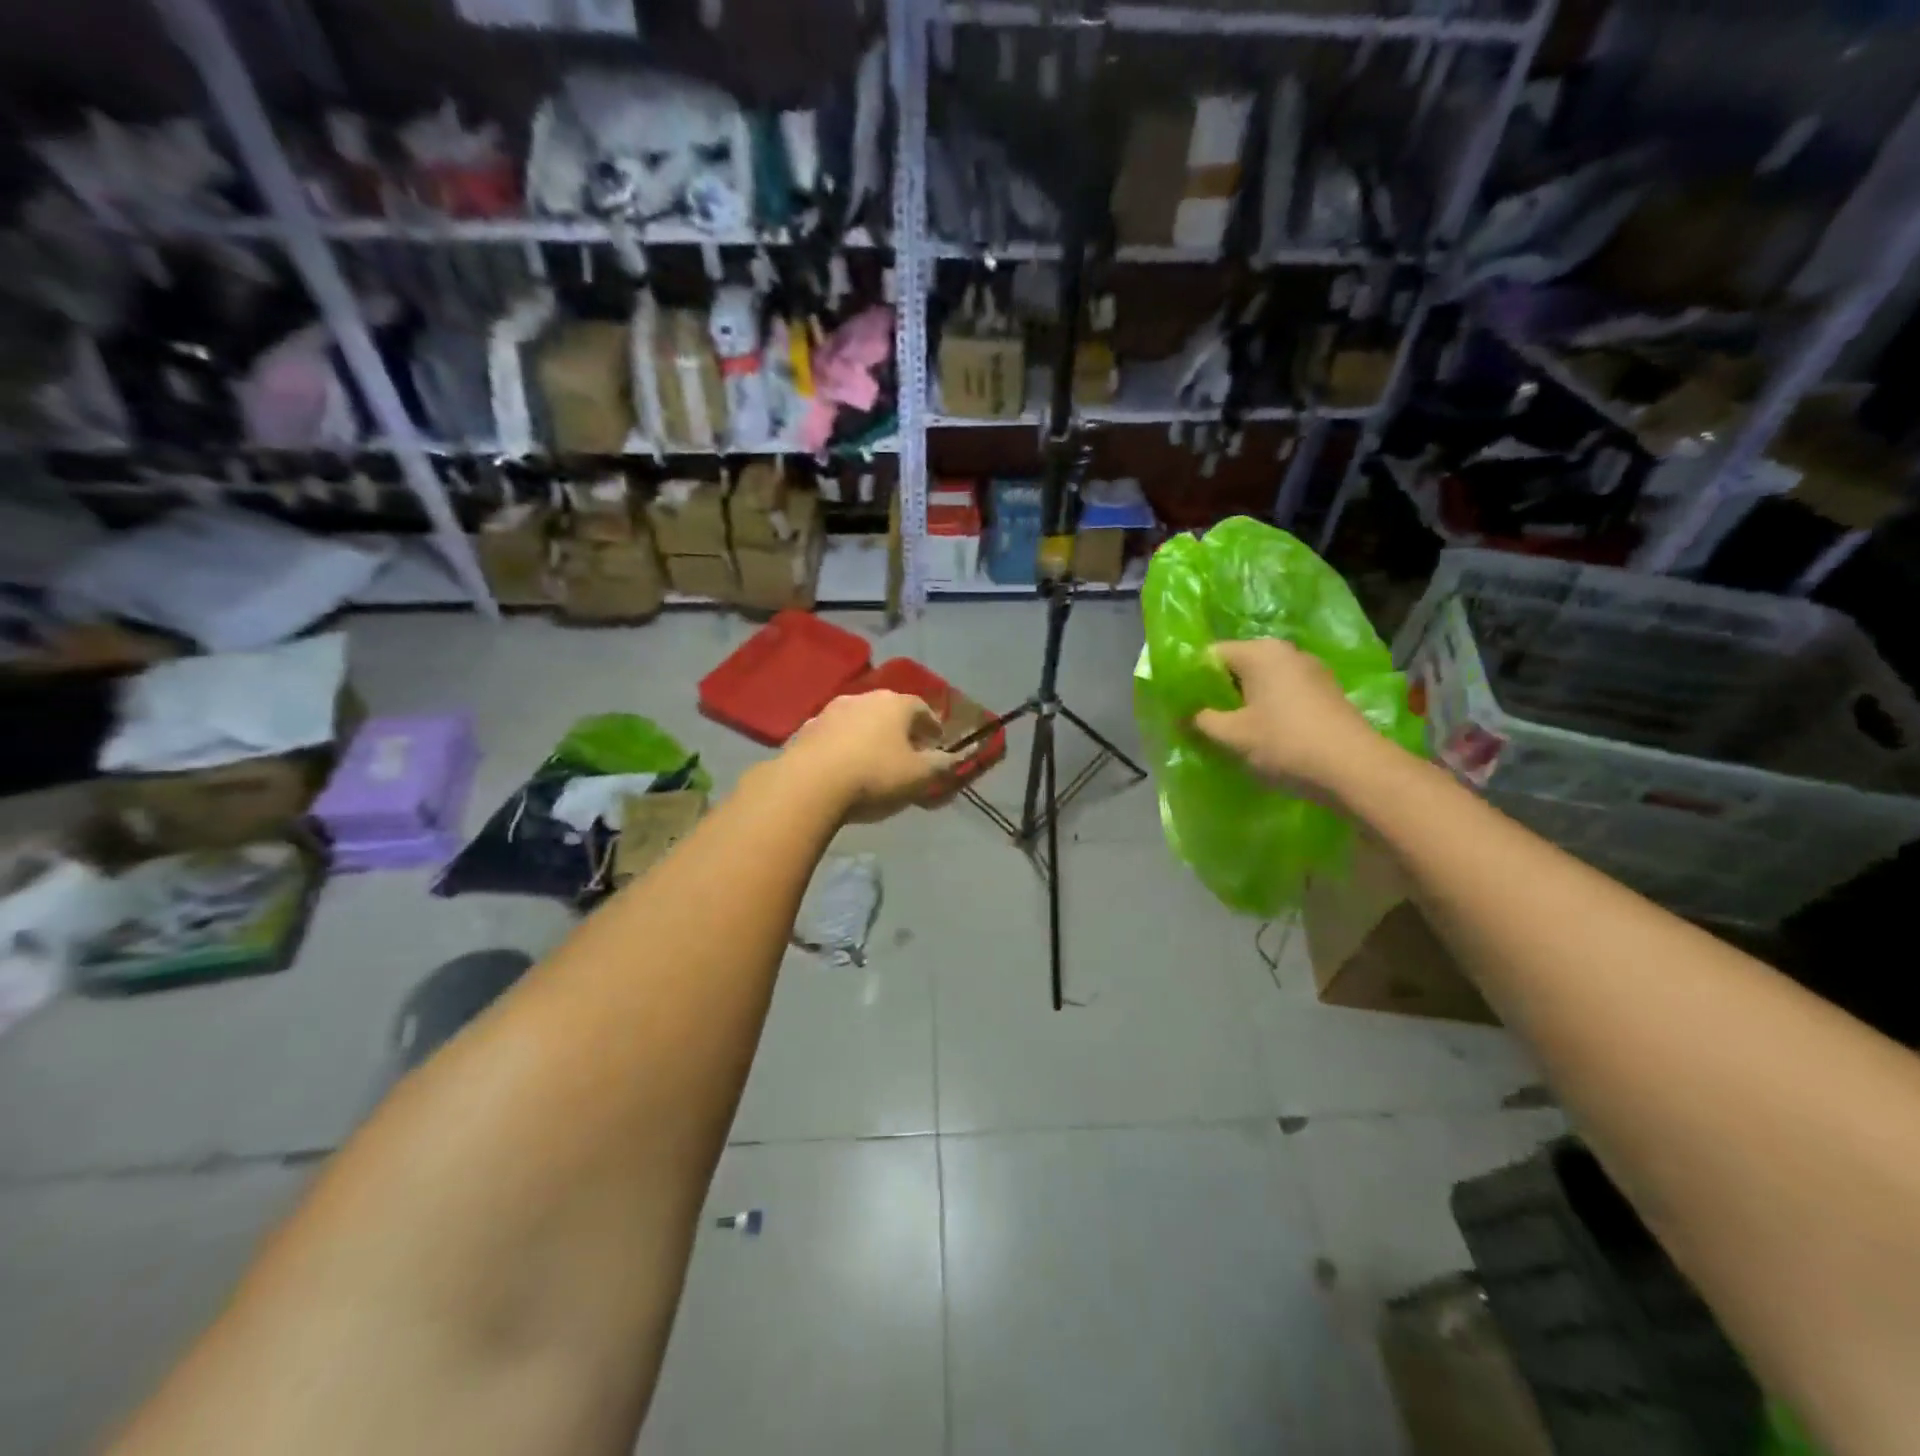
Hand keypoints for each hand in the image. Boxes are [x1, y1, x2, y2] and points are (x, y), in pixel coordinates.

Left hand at [783, 690, 959, 821]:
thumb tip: (956, 758)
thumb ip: (941, 765)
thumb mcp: (919, 776)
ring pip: (859, 719)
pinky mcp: (806, 729)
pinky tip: (844, 764)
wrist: (809, 784)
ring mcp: (830, 710)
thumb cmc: (874, 776)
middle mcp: (863, 698)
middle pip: (889, 710)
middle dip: (900, 728)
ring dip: (869, 734)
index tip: (937, 741)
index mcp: (895, 704)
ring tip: (874, 757)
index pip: (922, 708)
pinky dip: (844, 744)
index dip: (932, 725)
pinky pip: (834, 734)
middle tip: (907, 750)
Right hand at [1191, 638, 1386, 799]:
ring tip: (1229, 731)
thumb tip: (1183, 715)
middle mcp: (1286, 652)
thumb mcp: (1232, 735)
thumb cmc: (1285, 744)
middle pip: (1237, 666)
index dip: (1191, 679)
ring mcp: (1311, 671)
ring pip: (1261, 682)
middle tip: (1200, 721)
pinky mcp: (1326, 693)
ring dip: (1242, 703)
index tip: (1181, 706)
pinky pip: (1283, 694)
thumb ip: (1200, 720)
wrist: (1355, 770)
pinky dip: (1267, 709)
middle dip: (1217, 692)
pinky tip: (1261, 735)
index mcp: (1260, 652)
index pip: (1210, 654)